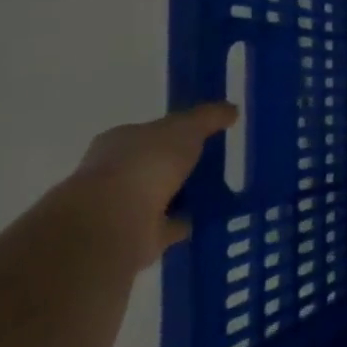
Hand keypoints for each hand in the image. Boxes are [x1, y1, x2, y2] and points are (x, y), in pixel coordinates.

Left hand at [67, 102, 237, 270]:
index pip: (150, 133)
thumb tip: (231, 110)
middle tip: (218, 163)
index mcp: (120, 142)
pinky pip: (170, 225)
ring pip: (163, 196)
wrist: (114, 222)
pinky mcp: (138, 236)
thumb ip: (209, 117)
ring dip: (185, 195)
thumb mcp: (186, 127)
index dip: (177, 132)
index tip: (206, 135)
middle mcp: (117, 173)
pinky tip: (212, 217)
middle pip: (156, 165)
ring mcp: (125, 207)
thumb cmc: (145, 164)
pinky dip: (187, 221)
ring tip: (223, 191)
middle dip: (182, 165)